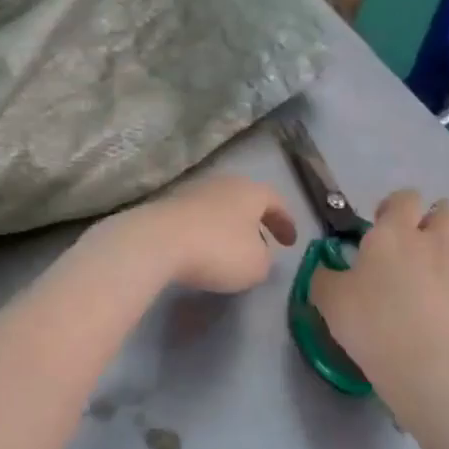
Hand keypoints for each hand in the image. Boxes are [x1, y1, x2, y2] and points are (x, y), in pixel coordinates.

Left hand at [101, 173, 297, 294]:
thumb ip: (265, 260)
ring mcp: (192, 191)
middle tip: (263, 241)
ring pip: (220, 206)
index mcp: (251, 191)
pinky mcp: (167, 205)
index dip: (286, 222)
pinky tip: (203, 248)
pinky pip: (197, 217)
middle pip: (245, 199)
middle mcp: (223, 183)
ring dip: (229, 225)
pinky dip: (206, 231)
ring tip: (232, 248)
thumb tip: (258, 254)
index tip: (290, 242)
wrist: (157, 241)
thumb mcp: (256, 265)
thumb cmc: (218, 250)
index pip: (276, 201)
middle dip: (256, 220)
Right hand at [310, 189, 448, 425]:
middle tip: (407, 242)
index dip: (393, 205)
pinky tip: (441, 292)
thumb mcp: (328, 298)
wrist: (423, 364)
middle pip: (441, 211)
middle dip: (427, 218)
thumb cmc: (369, 321)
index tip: (378, 224)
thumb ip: (324, 275)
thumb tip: (327, 268)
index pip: (404, 198)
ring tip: (428, 265)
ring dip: (445, 243)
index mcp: (392, 232)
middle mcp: (429, 240)